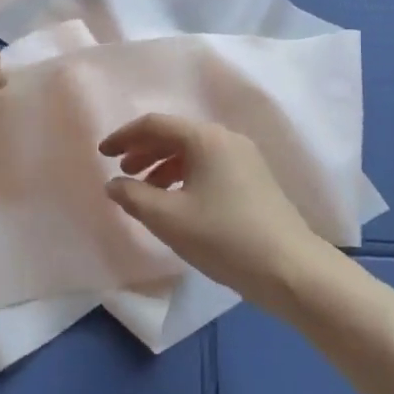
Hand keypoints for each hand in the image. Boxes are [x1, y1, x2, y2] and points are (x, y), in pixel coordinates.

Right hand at [99, 114, 332, 311]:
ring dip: (163, 166)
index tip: (102, 153)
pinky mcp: (254, 179)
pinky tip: (177, 203)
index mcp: (206, 138)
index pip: (155, 124)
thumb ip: (133, 197)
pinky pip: (209, 166)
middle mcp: (226, 139)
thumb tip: (114, 184)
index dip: (124, 136)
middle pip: (175, 135)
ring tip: (145, 191)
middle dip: (144, 151)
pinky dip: (185, 177)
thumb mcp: (169, 219)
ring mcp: (244, 158)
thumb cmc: (224, 237)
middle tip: (122, 172)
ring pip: (193, 152)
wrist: (291, 269)